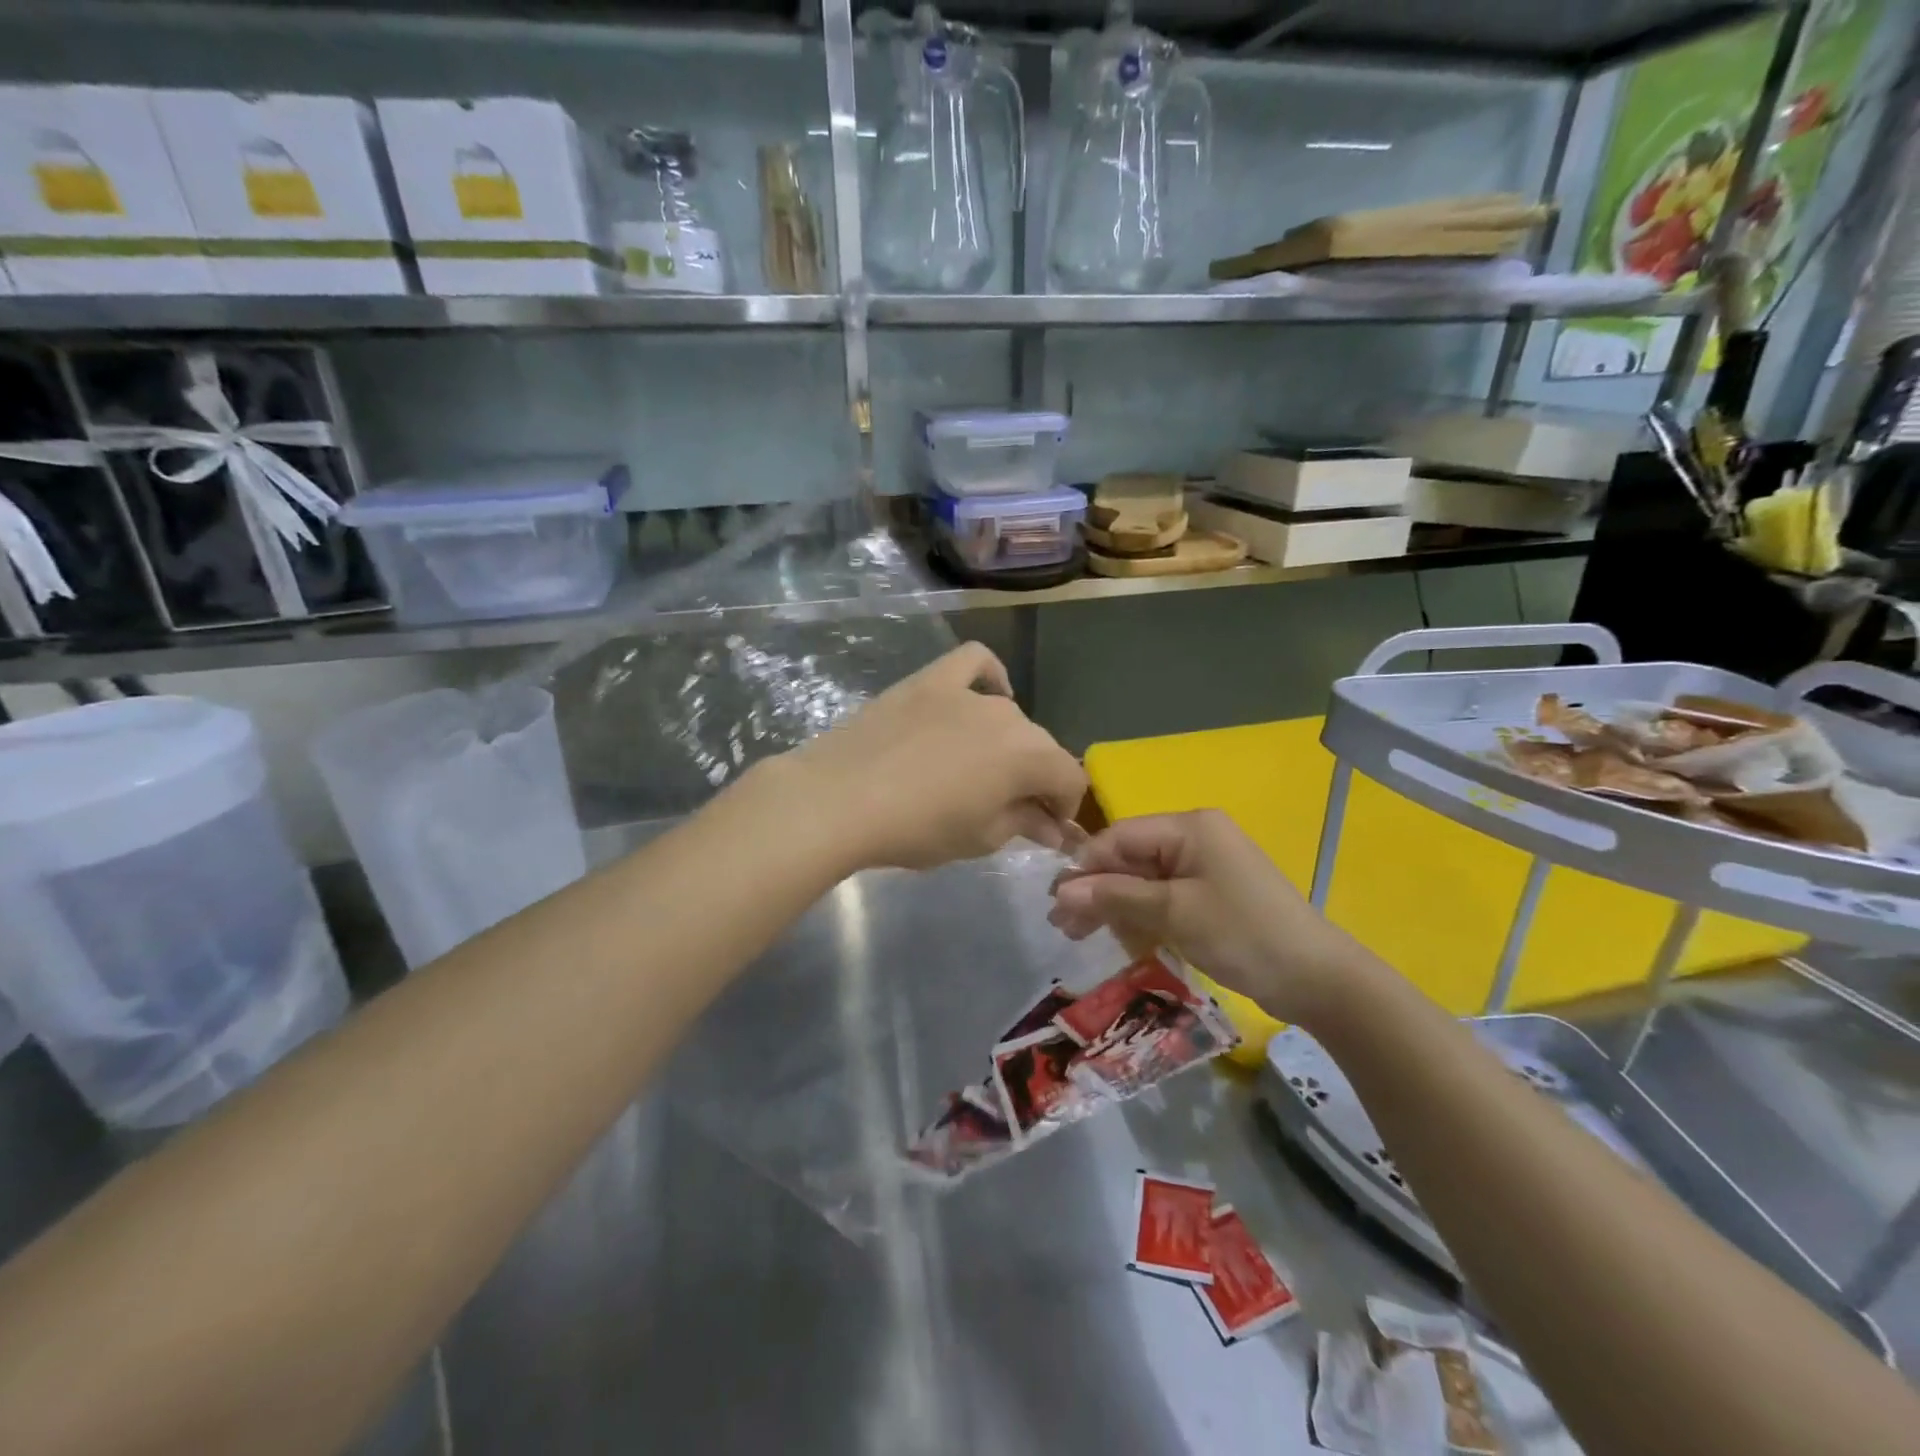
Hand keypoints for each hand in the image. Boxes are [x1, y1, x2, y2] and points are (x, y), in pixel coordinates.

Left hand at [780, 643, 1087, 871]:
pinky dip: (987, 676)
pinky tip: (984, 693)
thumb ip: (1024, 824)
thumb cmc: (917, 828)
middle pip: (1040, 746)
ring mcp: (967, 692)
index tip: (1042, 828)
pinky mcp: (930, 680)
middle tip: (1009, 809)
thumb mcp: (980, 838)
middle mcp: (1009, 716)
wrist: (840, 799)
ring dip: (1007, 743)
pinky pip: (972, 663)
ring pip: (1007, 715)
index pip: (1070, 778)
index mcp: (1029, 756)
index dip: (1063, 807)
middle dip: (1035, 779)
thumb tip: (1052, 826)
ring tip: (981, 769)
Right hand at [1048, 810, 1366, 1023]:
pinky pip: (1163, 898)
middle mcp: (1195, 838)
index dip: (1085, 868)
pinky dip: (1140, 916)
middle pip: (1129, 858)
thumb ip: (1115, 897)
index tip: (1056, 902)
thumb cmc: (1242, 933)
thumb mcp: (1173, 913)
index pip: (1119, 837)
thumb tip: (1061, 892)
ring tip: (1080, 934)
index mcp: (1189, 827)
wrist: (1316, 978)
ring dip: (1113, 906)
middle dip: (1096, 890)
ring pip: (1143, 880)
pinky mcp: (1210, 895)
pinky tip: (1120, 938)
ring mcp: (1204, 868)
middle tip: (1062, 925)